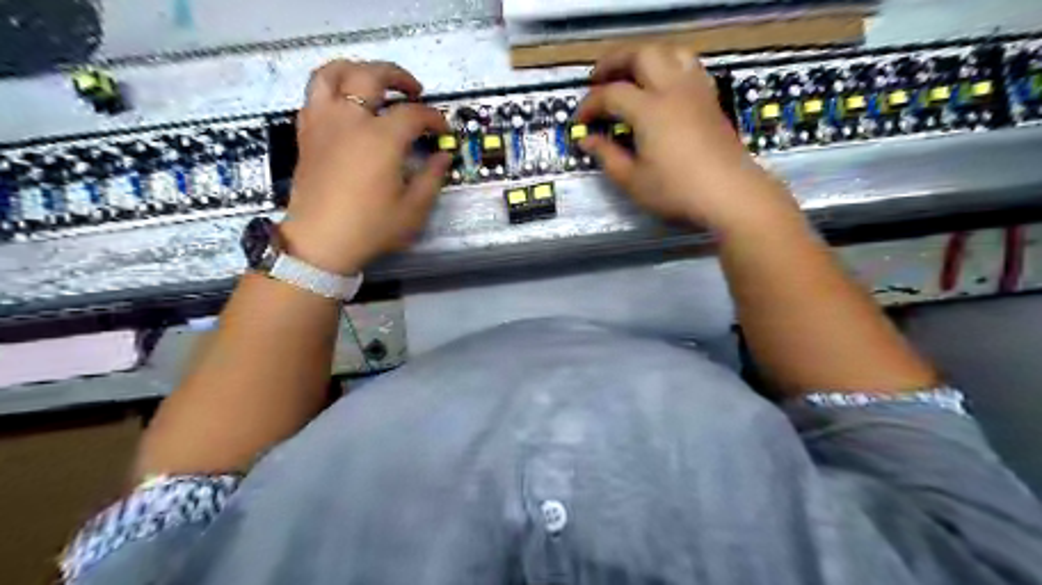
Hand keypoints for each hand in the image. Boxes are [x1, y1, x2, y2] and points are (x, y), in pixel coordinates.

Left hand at [281, 60, 451, 273]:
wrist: (321, 242)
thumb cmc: (371, 227)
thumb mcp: (413, 209)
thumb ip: (432, 178)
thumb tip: (443, 156)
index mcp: (381, 138)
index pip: (413, 114)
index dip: (434, 119)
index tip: (443, 131)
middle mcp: (350, 120)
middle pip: (371, 75)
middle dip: (397, 76)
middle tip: (414, 90)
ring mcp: (323, 123)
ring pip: (332, 74)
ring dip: (356, 69)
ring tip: (372, 81)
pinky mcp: (306, 134)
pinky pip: (314, 96)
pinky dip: (331, 90)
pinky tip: (345, 106)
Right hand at [573, 46, 798, 232]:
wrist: (730, 194)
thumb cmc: (677, 191)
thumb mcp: (633, 181)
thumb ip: (607, 156)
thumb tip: (587, 140)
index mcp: (649, 109)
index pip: (611, 94)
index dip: (589, 105)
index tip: (579, 122)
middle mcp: (672, 89)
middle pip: (641, 54)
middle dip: (614, 62)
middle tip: (598, 79)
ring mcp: (695, 90)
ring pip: (669, 52)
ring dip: (644, 56)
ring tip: (631, 74)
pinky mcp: (710, 99)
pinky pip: (689, 66)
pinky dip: (669, 65)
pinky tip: (663, 85)